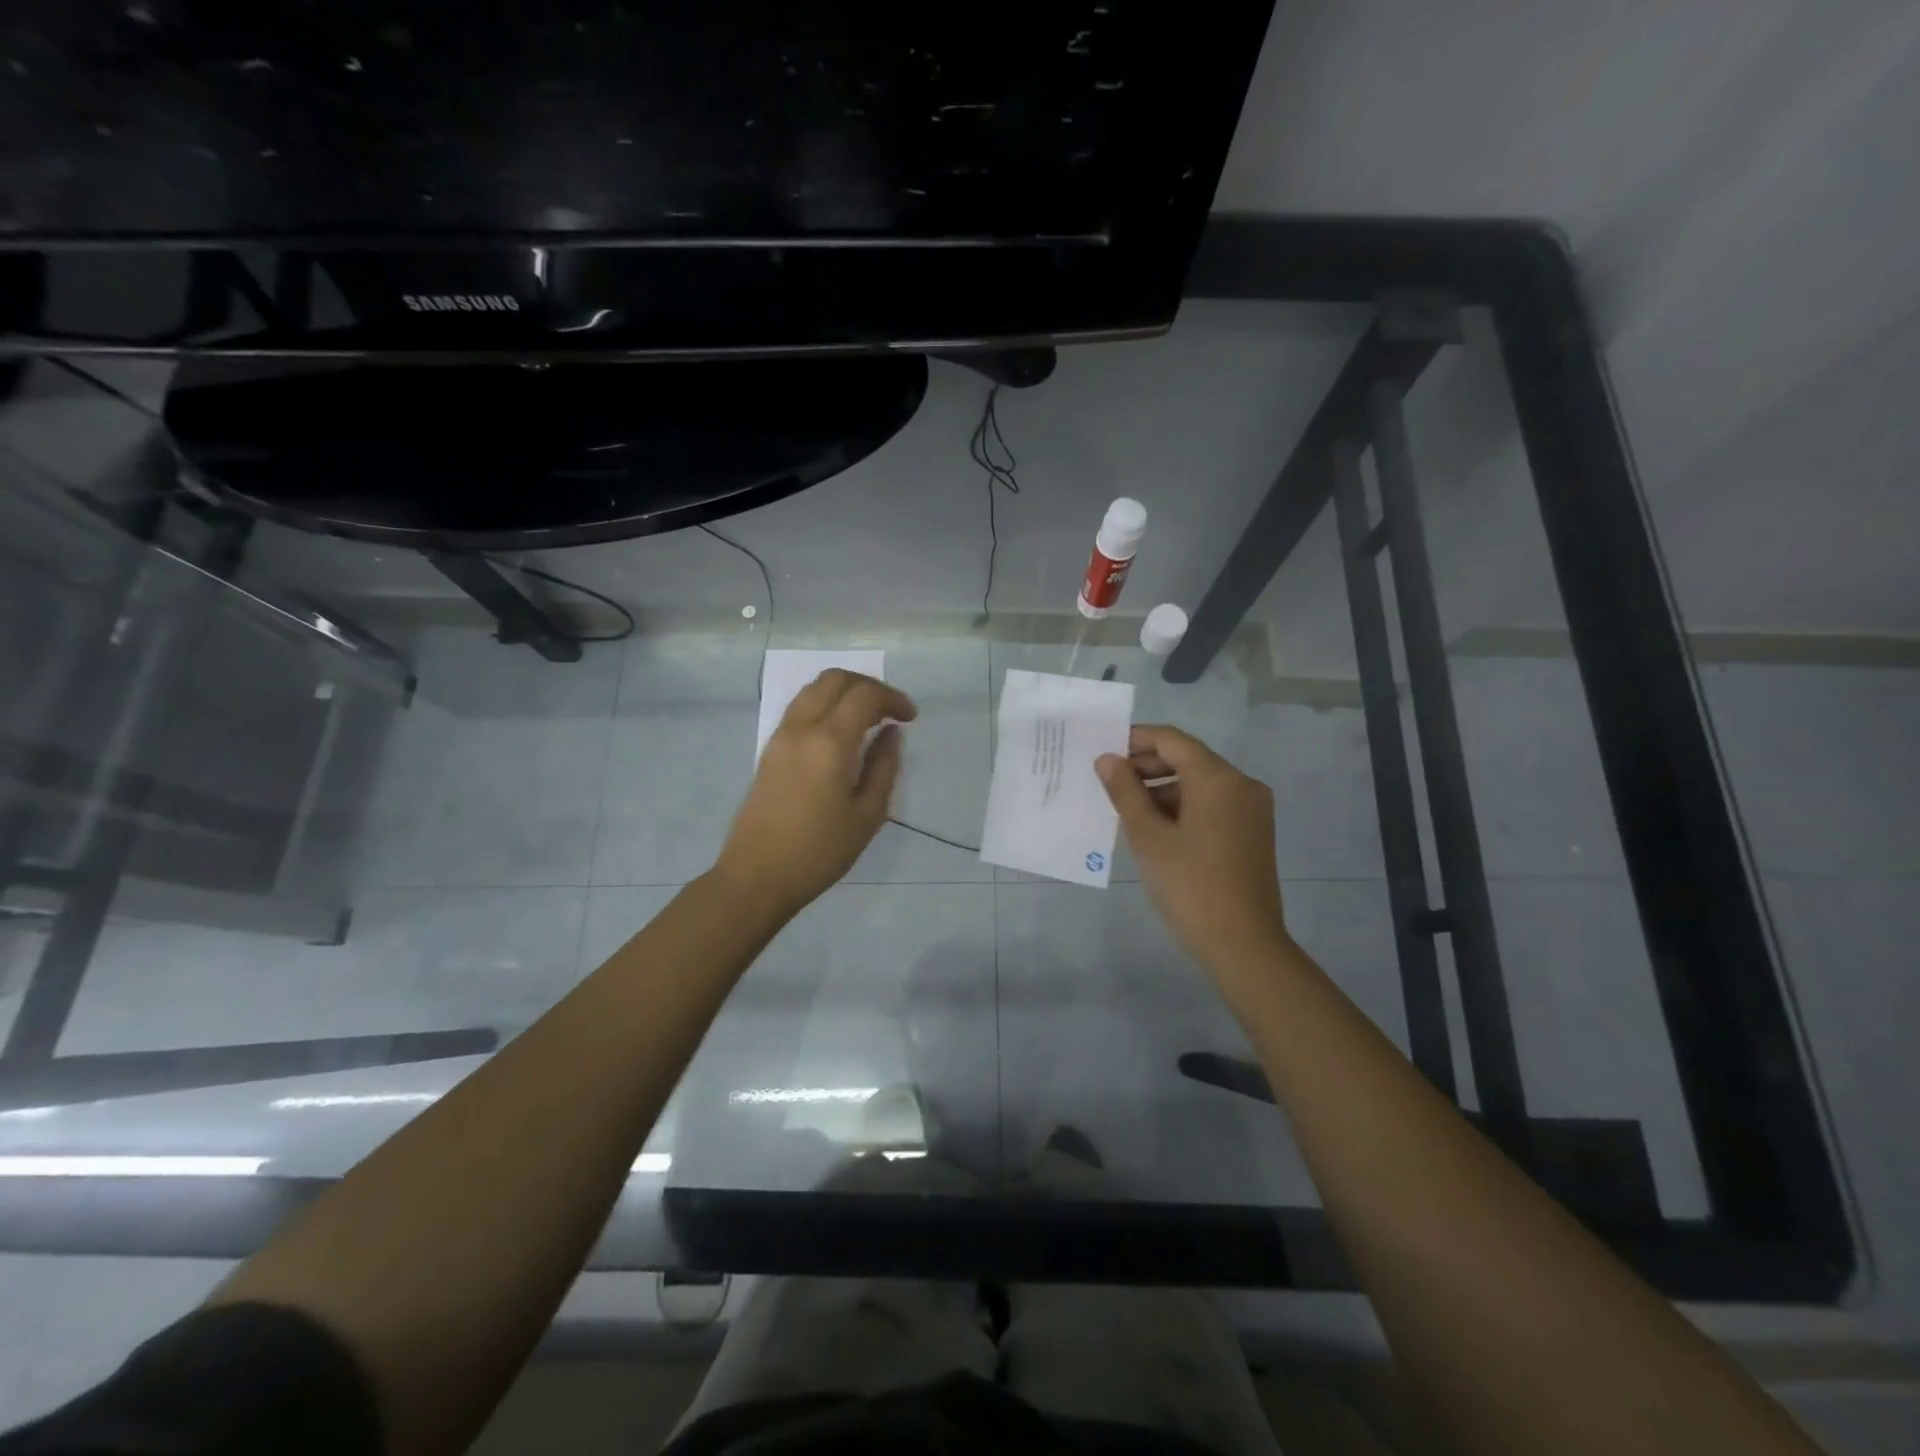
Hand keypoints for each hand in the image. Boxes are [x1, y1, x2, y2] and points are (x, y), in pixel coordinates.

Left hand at [714, 670, 917, 917]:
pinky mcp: (769, 750)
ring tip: (868, 721)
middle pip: (834, 679)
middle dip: (867, 686)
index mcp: (829, 741)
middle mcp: (801, 727)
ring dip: (844, 693)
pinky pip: (800, 709)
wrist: (757, 876)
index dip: (893, 698)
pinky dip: (825, 706)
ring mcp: (780, 736)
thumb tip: (891, 734)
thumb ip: (884, 767)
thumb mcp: (867, 814)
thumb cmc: (820, 851)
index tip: (910, 718)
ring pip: (813, 690)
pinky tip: (841, 735)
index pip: (864, 695)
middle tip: (890, 711)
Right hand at [1097, 725, 1290, 971]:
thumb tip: (1108, 759)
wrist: (1244, 944)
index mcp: (1218, 778)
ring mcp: (1252, 810)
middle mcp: (1242, 785)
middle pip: (1189, 759)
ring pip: (1201, 784)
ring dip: (1164, 789)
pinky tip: (1157, 829)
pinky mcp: (1253, 834)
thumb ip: (1125, 792)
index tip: (1104, 751)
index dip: (1136, 740)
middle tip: (1110, 783)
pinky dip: (1184, 807)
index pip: (1172, 740)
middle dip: (1148, 766)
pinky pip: (1214, 805)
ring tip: (1127, 811)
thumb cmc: (1190, 885)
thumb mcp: (1148, 836)